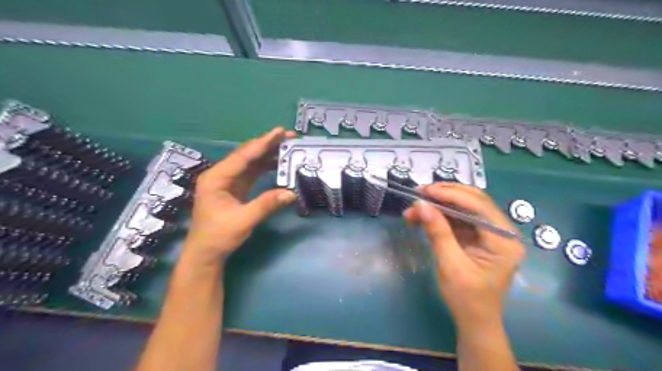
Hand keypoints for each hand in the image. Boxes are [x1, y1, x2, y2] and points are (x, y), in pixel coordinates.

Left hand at [180, 127, 294, 263]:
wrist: (206, 253)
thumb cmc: (219, 236)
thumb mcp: (243, 220)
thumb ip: (267, 204)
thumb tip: (291, 193)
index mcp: (216, 178)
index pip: (243, 156)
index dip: (263, 143)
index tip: (280, 132)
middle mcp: (220, 175)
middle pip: (246, 155)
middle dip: (267, 145)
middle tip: (288, 136)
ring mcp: (227, 181)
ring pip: (249, 162)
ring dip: (267, 154)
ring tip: (286, 147)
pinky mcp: (234, 188)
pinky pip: (251, 173)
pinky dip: (264, 167)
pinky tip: (277, 164)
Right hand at [401, 184, 524, 329]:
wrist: (475, 320)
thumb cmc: (466, 298)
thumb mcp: (450, 265)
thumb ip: (438, 232)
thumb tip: (421, 204)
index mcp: (504, 240)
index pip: (478, 206)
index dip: (450, 194)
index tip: (424, 191)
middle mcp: (502, 231)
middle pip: (473, 201)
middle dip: (444, 195)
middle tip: (419, 194)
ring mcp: (491, 233)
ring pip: (464, 207)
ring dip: (438, 205)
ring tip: (414, 209)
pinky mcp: (478, 236)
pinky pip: (459, 218)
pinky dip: (440, 215)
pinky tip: (422, 217)